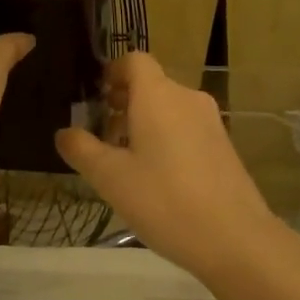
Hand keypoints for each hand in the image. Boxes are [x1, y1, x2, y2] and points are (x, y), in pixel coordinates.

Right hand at [56, 54, 273, 279]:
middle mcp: (186, 98)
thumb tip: (64, 132)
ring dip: (144, 122)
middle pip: (151, 84)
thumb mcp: (110, 178)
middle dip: (123, 102)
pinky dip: (166, 136)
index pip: (134, 61)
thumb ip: (82, 150)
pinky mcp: (224, 145)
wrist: (235, 239)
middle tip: (102, 135)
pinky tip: (157, 176)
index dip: (112, 71)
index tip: (96, 96)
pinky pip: (186, 126)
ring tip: (125, 160)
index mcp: (158, 95)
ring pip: (169, 107)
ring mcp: (210, 121)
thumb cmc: (165, 200)